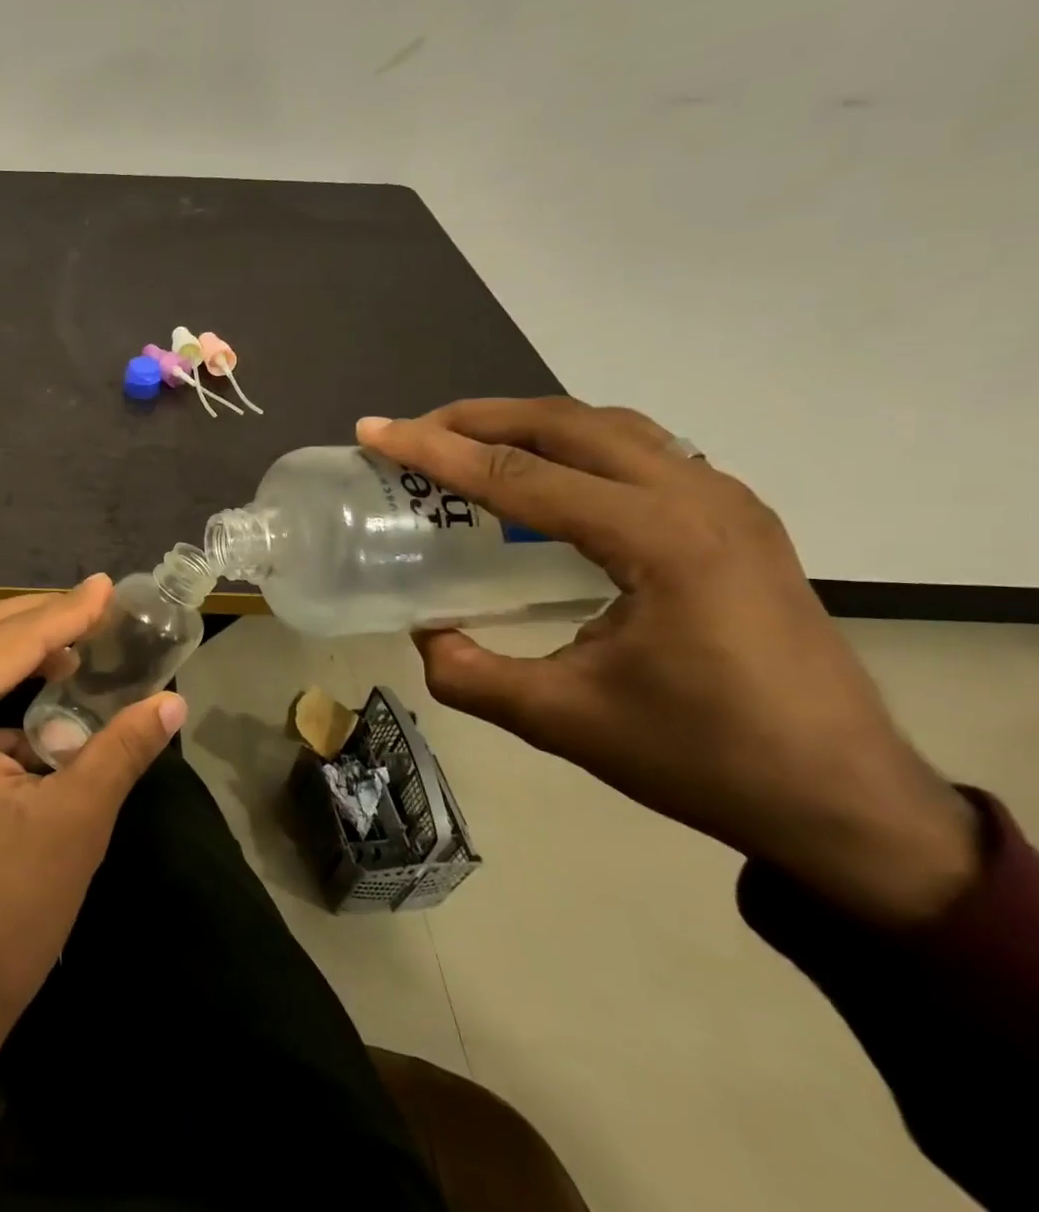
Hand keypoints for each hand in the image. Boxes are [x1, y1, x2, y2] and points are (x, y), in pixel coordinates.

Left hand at [0, 577, 187, 1116]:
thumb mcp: (71, 826)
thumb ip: (121, 749)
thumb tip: (173, 701)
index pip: (7, 641)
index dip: (66, 612)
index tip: (109, 588)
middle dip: (38, 620)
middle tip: (96, 610)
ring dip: (12, 648)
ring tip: (72, 647)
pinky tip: (31, 694)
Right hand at [357, 399, 979, 927]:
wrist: (847, 802)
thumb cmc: (704, 758)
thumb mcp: (562, 720)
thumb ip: (470, 673)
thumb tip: (425, 633)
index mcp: (659, 539)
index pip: (521, 475)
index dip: (434, 451)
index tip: (373, 432)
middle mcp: (698, 497)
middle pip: (566, 424)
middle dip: (477, 418)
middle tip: (412, 433)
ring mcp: (726, 501)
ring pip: (608, 426)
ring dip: (527, 424)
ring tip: (465, 443)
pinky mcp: (735, 519)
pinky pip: (639, 450)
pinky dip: (572, 445)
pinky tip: (542, 478)